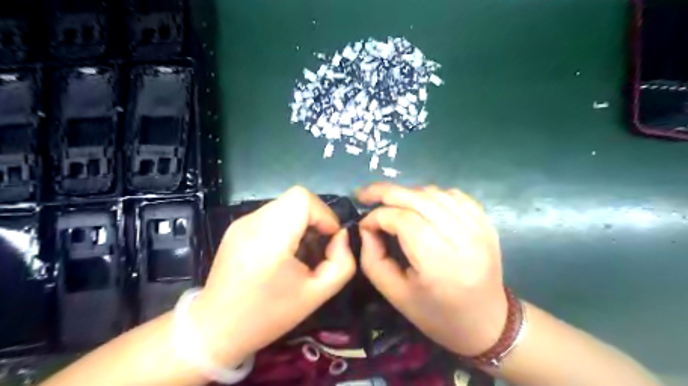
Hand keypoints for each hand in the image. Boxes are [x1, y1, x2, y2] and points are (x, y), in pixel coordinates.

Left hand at [192, 186, 353, 365]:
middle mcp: (253, 222)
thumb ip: (342, 263)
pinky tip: (281, 251)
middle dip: (315, 218)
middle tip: (318, 245)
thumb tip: (341, 236)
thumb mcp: (317, 295)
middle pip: (295, 198)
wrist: (216, 329)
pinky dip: (285, 225)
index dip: (323, 214)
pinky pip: (271, 214)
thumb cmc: (268, 315)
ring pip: (284, 205)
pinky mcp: (236, 227)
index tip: (329, 239)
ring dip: (300, 221)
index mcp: (271, 238)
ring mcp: (241, 222)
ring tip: (300, 250)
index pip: (302, 198)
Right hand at [357, 182, 507, 357]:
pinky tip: (419, 204)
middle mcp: (462, 239)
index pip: (402, 220)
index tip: (364, 224)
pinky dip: (430, 195)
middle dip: (386, 192)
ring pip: (434, 193)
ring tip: (390, 203)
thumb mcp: (394, 294)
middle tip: (365, 194)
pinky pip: (453, 195)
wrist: (486, 322)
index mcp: (439, 263)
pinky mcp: (486, 223)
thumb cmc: (436, 314)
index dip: (377, 216)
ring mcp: (478, 227)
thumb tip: (367, 226)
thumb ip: (372, 258)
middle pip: (418, 199)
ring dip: (407, 193)